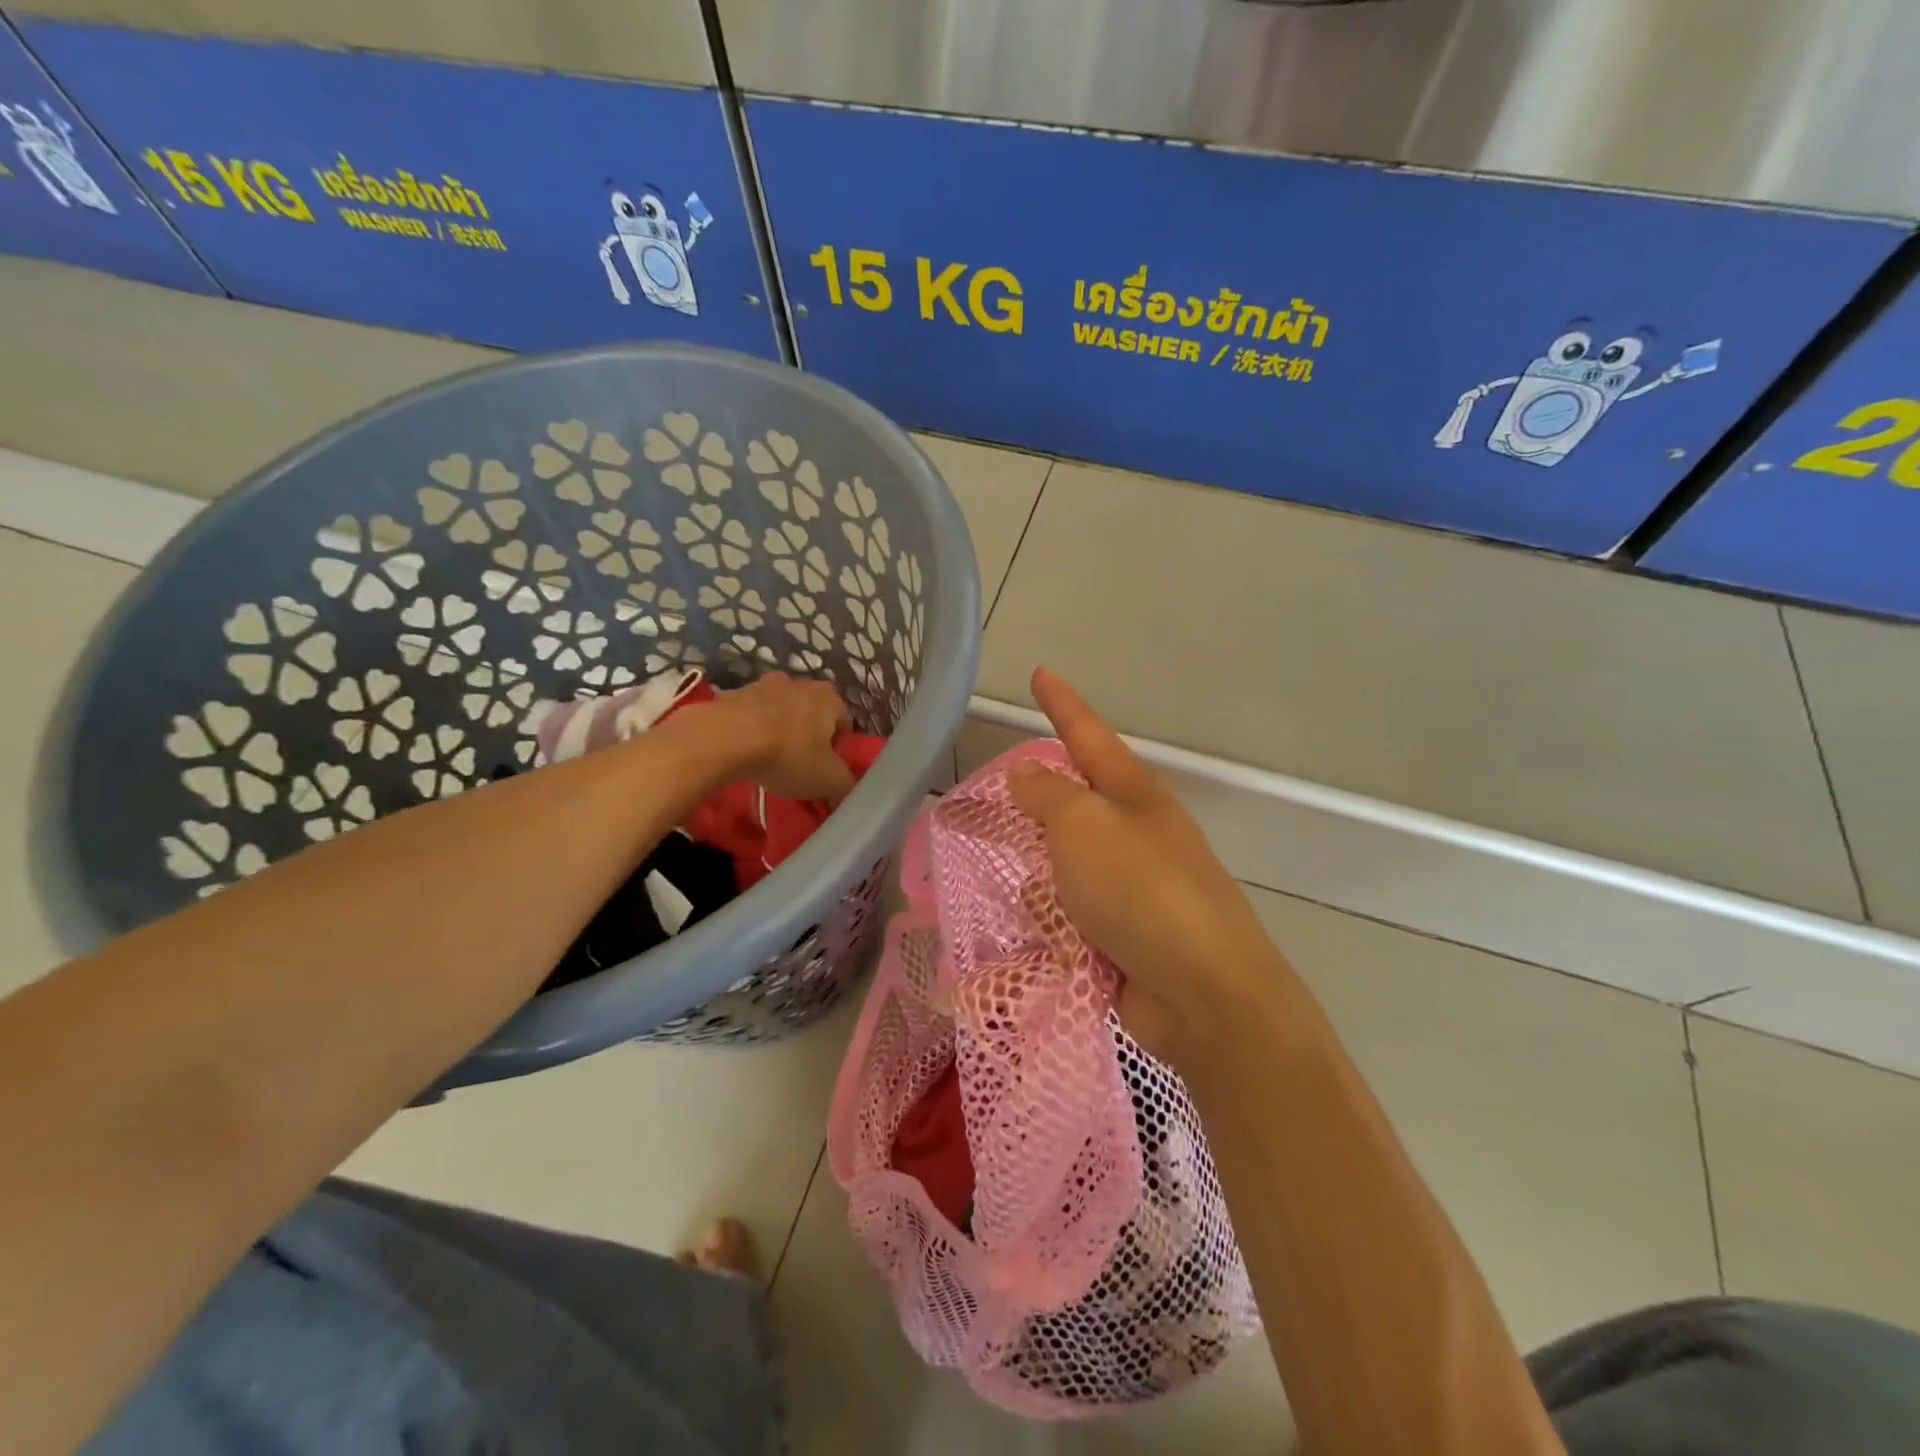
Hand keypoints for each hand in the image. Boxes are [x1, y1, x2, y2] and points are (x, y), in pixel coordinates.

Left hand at [702, 672, 855, 801]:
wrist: (725, 739)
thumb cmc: (788, 755)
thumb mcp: (828, 780)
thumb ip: (846, 787)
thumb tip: (850, 793)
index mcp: (830, 698)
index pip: (845, 724)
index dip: (837, 750)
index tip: (823, 770)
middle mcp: (801, 683)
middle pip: (812, 714)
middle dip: (808, 737)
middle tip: (798, 765)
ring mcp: (764, 684)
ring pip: (781, 712)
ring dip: (779, 730)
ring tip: (768, 759)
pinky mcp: (734, 693)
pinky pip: (751, 715)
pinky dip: (751, 729)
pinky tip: (744, 752)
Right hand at [1010, 668, 1276, 1068]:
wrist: (1203, 993)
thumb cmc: (1141, 891)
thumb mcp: (1084, 827)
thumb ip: (1048, 796)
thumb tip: (1025, 775)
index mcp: (1133, 794)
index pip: (1087, 734)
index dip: (1061, 703)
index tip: (1040, 673)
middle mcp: (1135, 832)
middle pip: (1076, 800)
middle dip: (1035, 796)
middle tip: (990, 790)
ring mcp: (1132, 886)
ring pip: (1068, 860)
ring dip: (1036, 863)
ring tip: (990, 861)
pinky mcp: (1122, 935)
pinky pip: (1070, 911)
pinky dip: (1047, 914)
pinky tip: (1019, 922)